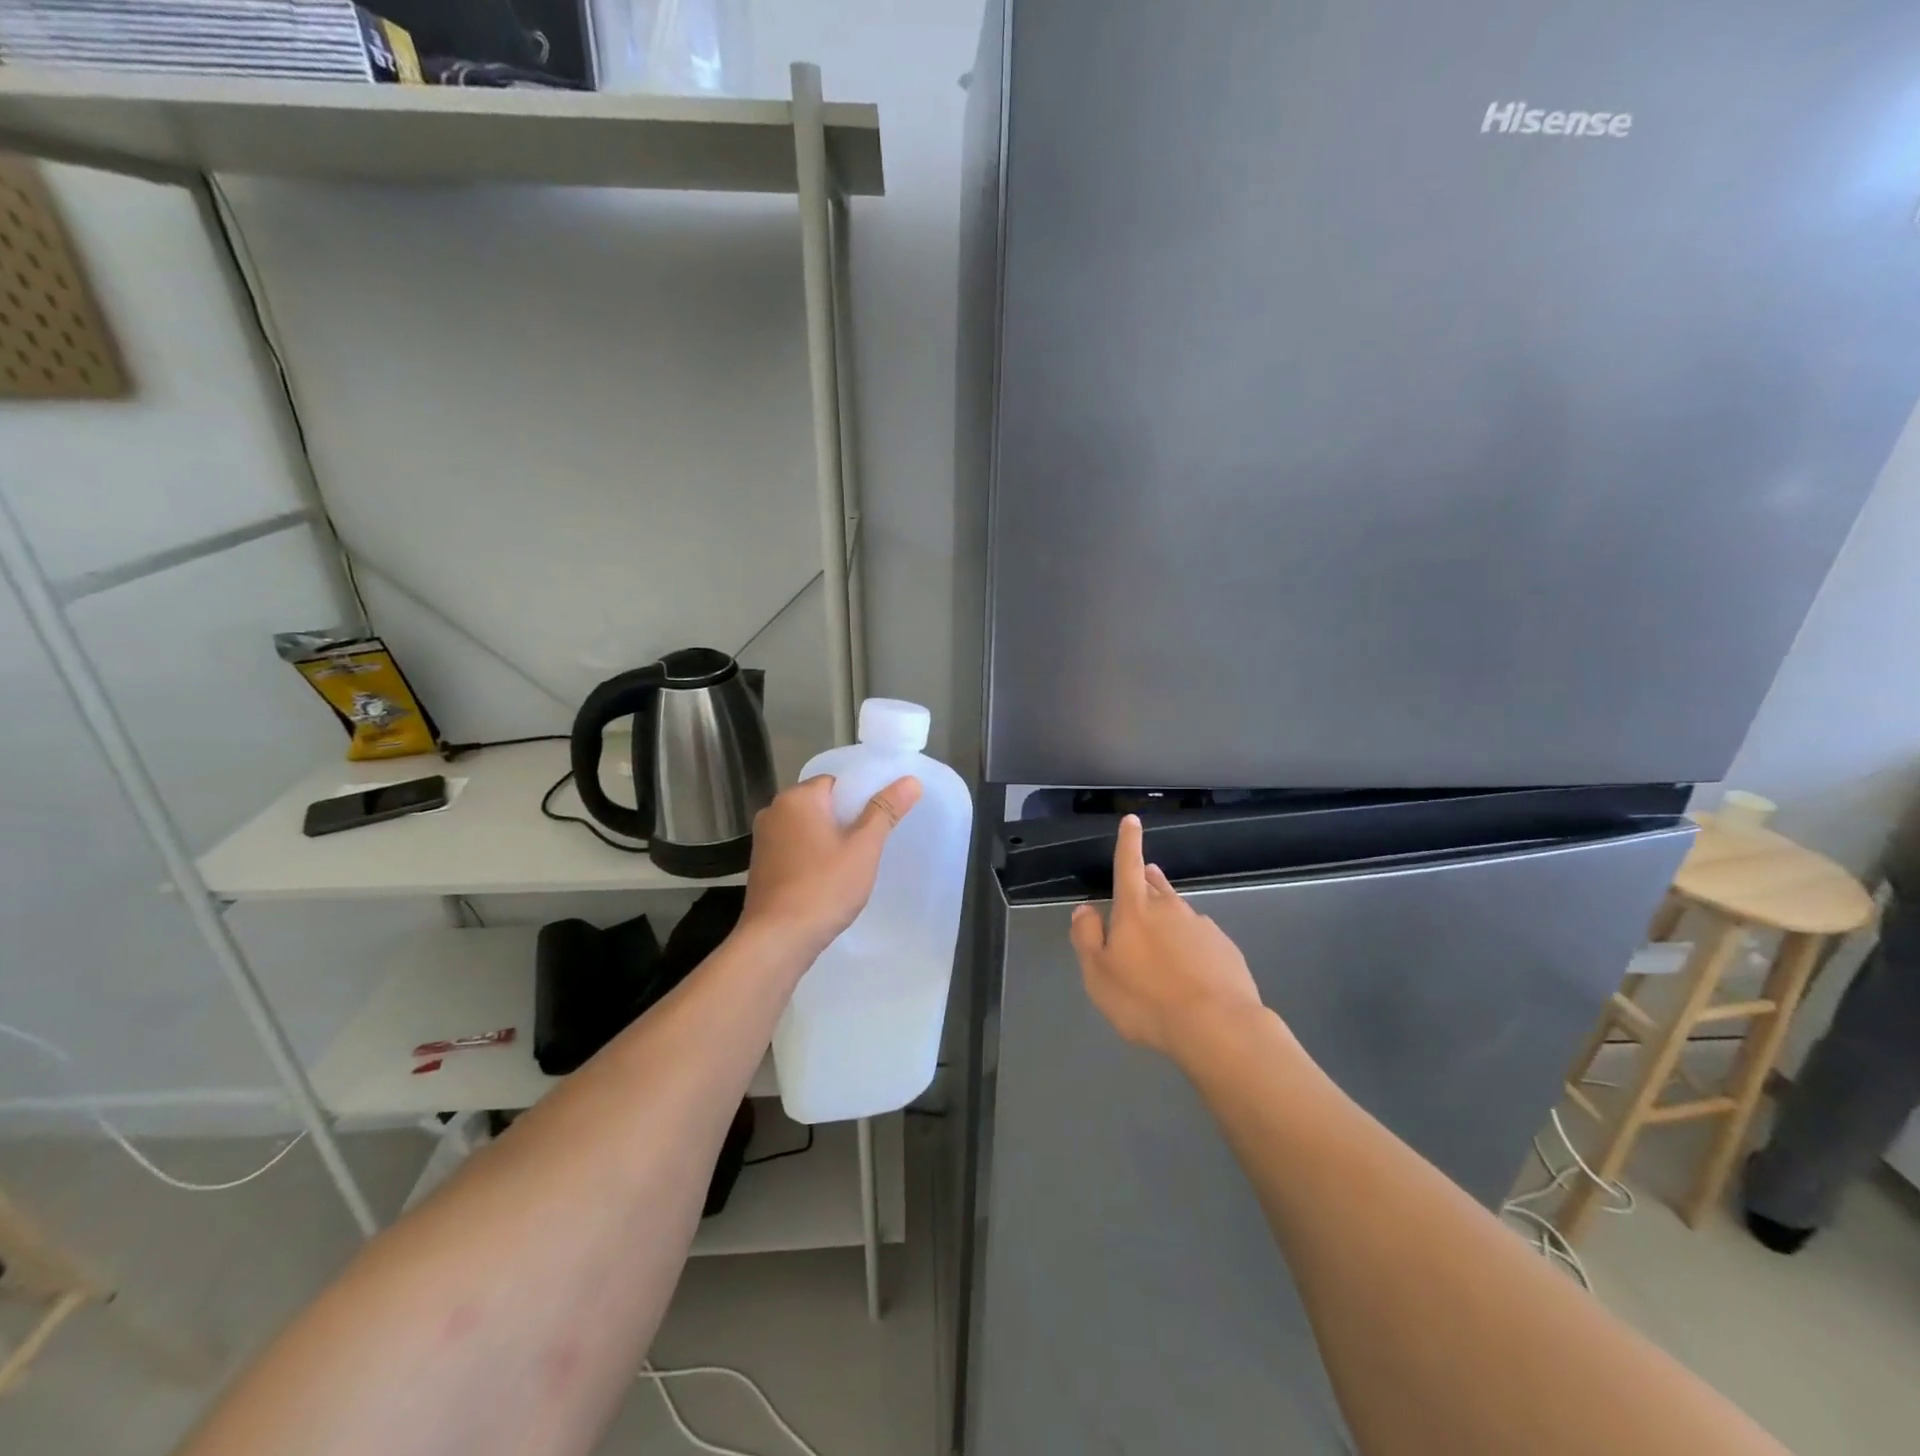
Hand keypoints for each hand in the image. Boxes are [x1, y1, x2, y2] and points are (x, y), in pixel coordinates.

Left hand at [741, 774, 921, 956]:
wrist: (777, 940)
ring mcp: (763, 840)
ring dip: (829, 841)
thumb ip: (885, 810)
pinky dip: (812, 858)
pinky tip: (827, 881)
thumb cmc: (824, 887)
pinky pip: (795, 850)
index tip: (878, 823)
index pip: (836, 782)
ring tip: (853, 866)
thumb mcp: (863, 848)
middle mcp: (773, 811)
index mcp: (797, 798)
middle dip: (846, 821)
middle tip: (870, 846)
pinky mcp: (760, 866)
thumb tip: (910, 781)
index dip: (860, 799)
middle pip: (821, 804)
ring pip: (808, 829)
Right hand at [1070, 815, 1266, 1061]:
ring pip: (1178, 911)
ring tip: (1161, 936)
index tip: (1132, 819)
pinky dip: (1190, 944)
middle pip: (1155, 885)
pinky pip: (1201, 938)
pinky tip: (1190, 969)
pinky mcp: (1225, 949)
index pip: (1128, 864)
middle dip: (1146, 878)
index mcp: (1135, 910)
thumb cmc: (1146, 1000)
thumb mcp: (1098, 974)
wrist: (1217, 1026)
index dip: (1128, 841)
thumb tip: (1085, 909)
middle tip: (1141, 879)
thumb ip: (1086, 937)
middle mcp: (1170, 908)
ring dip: (1167, 914)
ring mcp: (1202, 926)